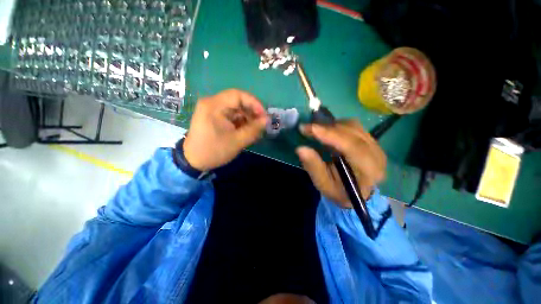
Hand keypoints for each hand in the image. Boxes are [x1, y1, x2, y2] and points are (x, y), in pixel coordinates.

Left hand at [183, 89, 267, 170]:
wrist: (194, 161)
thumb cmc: (214, 151)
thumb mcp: (237, 141)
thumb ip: (254, 129)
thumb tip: (267, 120)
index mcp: (214, 106)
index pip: (238, 95)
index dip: (254, 103)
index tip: (264, 116)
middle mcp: (212, 103)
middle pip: (237, 101)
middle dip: (252, 112)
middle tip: (261, 124)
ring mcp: (213, 110)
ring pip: (236, 109)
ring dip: (247, 118)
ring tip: (255, 130)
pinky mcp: (215, 117)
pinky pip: (231, 115)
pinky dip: (241, 122)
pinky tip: (247, 131)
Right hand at [296, 120, 386, 207]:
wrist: (356, 192)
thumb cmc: (339, 191)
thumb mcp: (323, 184)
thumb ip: (313, 166)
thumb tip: (301, 149)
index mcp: (369, 170)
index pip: (352, 146)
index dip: (330, 135)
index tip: (310, 128)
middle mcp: (377, 155)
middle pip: (353, 132)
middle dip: (327, 128)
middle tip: (307, 129)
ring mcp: (376, 145)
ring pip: (353, 126)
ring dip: (332, 126)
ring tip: (317, 131)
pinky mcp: (371, 140)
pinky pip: (354, 126)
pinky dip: (338, 126)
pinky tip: (328, 132)